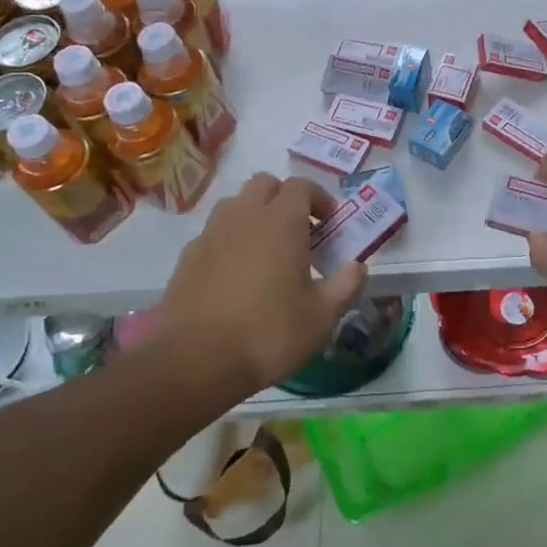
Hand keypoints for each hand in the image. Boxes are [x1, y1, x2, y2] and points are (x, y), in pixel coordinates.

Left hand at [156, 173, 367, 392]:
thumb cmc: (269, 333)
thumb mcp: (322, 317)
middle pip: (265, 184)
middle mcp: (244, 216)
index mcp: (281, 221)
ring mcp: (211, 234)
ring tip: (268, 251)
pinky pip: (215, 233)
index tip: (330, 225)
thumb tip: (358, 266)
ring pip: (236, 204)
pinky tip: (237, 276)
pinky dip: (231, 240)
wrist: (195, 361)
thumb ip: (346, 285)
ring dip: (256, 215)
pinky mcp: (188, 257)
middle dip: (285, 199)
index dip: (319, 198)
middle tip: (300, 233)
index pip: (302, 186)